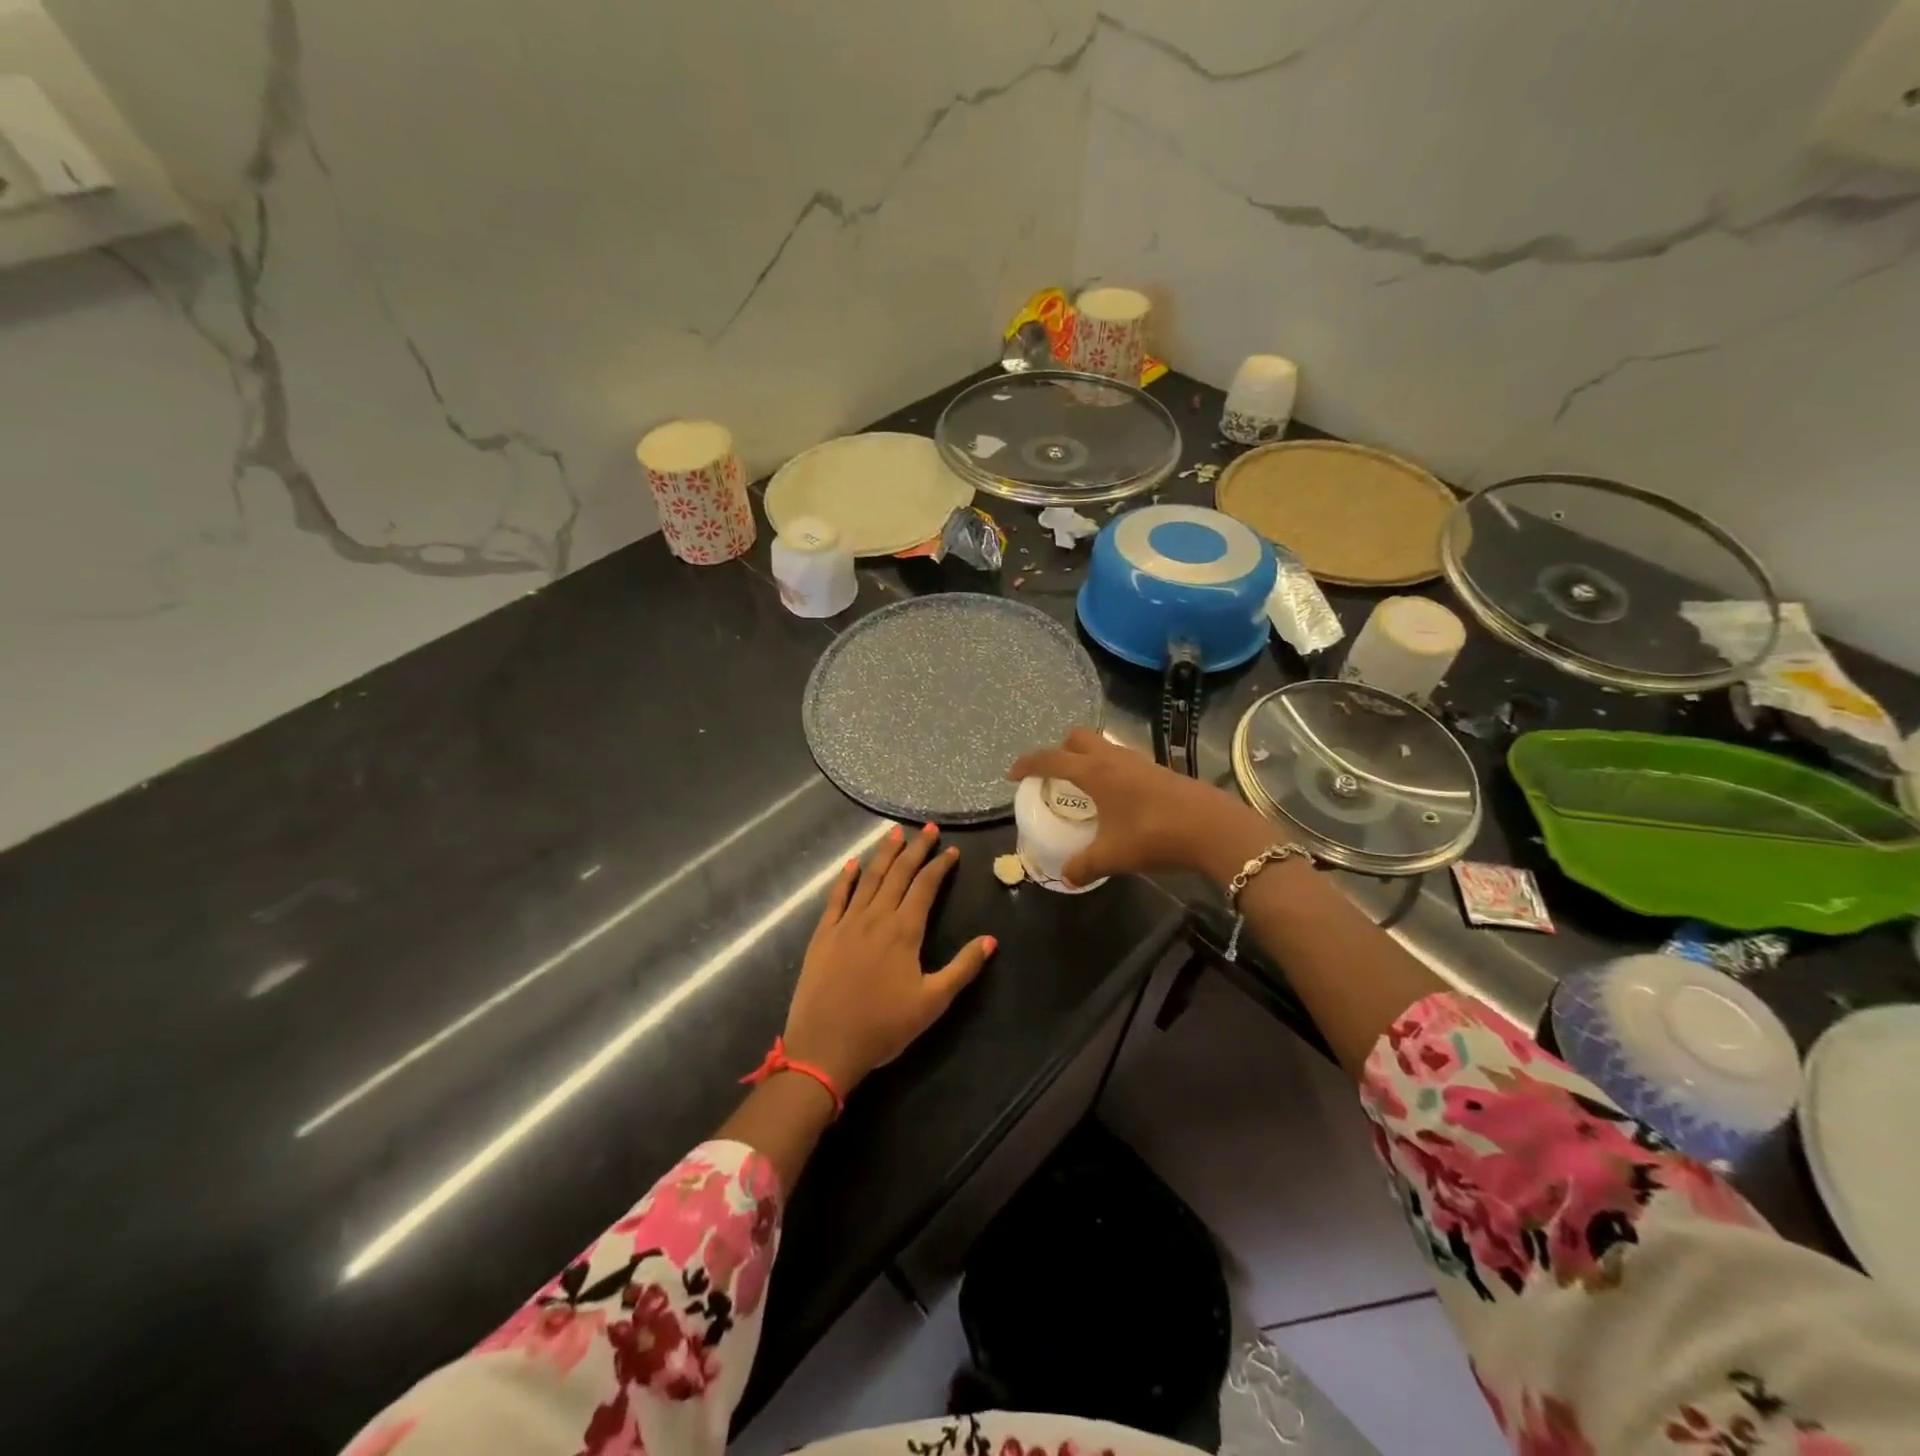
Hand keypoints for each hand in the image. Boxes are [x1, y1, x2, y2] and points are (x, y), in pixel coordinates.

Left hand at [782, 823, 996, 1094]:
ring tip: (895, 833)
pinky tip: (853, 863)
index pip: (925, 886)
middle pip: (898, 873)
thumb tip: (991, 940)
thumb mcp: (932, 1002)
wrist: (825, 1046)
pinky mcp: (824, 934)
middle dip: (915, 849)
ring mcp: (846, 923)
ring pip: (869, 878)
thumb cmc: (883, 1027)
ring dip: (884, 854)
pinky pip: (837, 897)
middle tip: (928, 828)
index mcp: (904, 931)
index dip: (940, 866)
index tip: (951, 850)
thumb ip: (963, 968)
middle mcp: (876, 917)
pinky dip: (846, 877)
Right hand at [1008, 728, 1269, 886]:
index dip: (1028, 764)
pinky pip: (1123, 759)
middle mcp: (1113, 758)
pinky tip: (1117, 797)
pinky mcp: (1159, 770)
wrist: (1213, 828)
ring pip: (1104, 745)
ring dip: (1088, 757)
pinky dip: (1110, 769)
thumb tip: (1066, 877)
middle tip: (1054, 776)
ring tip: (1084, 787)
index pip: (1051, 758)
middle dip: (1060, 750)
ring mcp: (1139, 761)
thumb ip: (1083, 866)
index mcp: (1094, 772)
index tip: (1014, 775)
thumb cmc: (1154, 836)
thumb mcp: (1112, 856)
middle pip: (1078, 737)